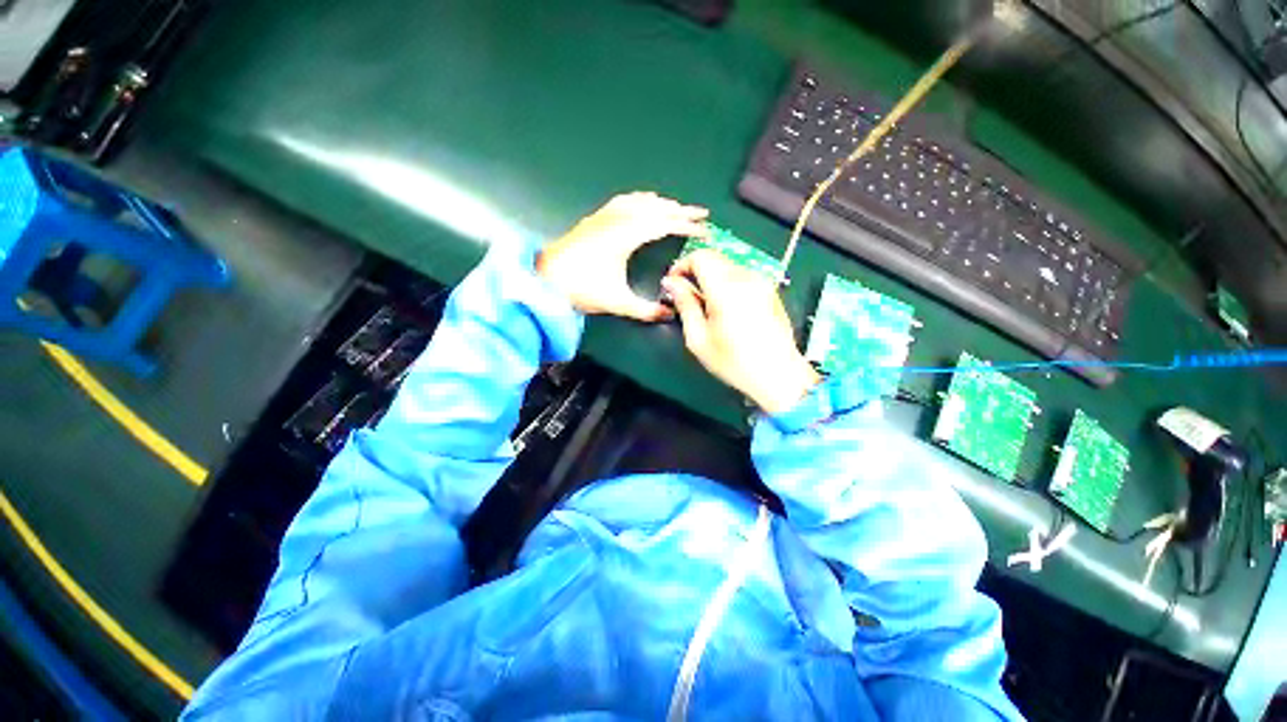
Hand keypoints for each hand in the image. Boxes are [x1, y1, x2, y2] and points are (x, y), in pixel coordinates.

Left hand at [537, 192, 708, 320]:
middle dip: (680, 210)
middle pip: (655, 208)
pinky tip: (642, 203)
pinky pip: (623, 201)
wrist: (543, 279)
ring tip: (676, 208)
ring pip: (639, 201)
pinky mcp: (594, 218)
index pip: (664, 224)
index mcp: (625, 236)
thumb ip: (646, 310)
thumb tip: (670, 315)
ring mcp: (604, 216)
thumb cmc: (581, 289)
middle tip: (699, 214)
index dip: (686, 225)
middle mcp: (617, 220)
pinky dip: (640, 200)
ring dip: (661, 203)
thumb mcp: (617, 302)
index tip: (704, 228)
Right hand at [663, 250, 819, 414]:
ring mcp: (762, 283)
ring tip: (706, 306)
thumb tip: (672, 283)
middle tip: (686, 296)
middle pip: (714, 258)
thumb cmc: (735, 363)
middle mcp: (747, 279)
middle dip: (695, 271)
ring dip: (711, 278)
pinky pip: (742, 277)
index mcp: (726, 290)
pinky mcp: (770, 290)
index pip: (700, 257)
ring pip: (728, 266)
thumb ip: (684, 305)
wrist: (779, 375)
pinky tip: (726, 309)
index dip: (682, 265)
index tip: (673, 283)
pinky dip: (728, 284)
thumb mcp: (699, 339)